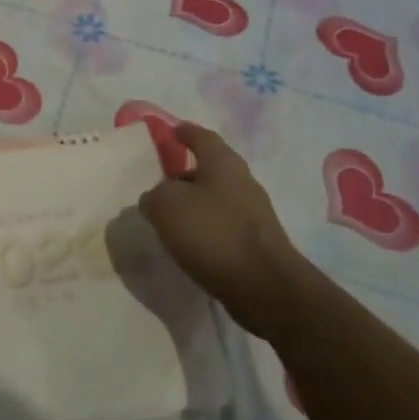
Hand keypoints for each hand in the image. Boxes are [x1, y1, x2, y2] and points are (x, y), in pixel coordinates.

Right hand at [138, 123, 301, 336]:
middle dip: (185, 174)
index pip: (200, 135)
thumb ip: (154, 195)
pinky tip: (190, 244)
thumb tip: (155, 198)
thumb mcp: (166, 206)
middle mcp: (242, 180)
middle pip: (209, 168)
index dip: (182, 132)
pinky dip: (206, 228)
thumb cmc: (213, 233)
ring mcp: (254, 212)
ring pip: (216, 198)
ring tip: (170, 220)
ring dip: (194, 205)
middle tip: (160, 186)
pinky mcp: (257, 241)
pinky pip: (223, 224)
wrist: (264, 287)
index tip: (168, 133)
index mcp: (223, 161)